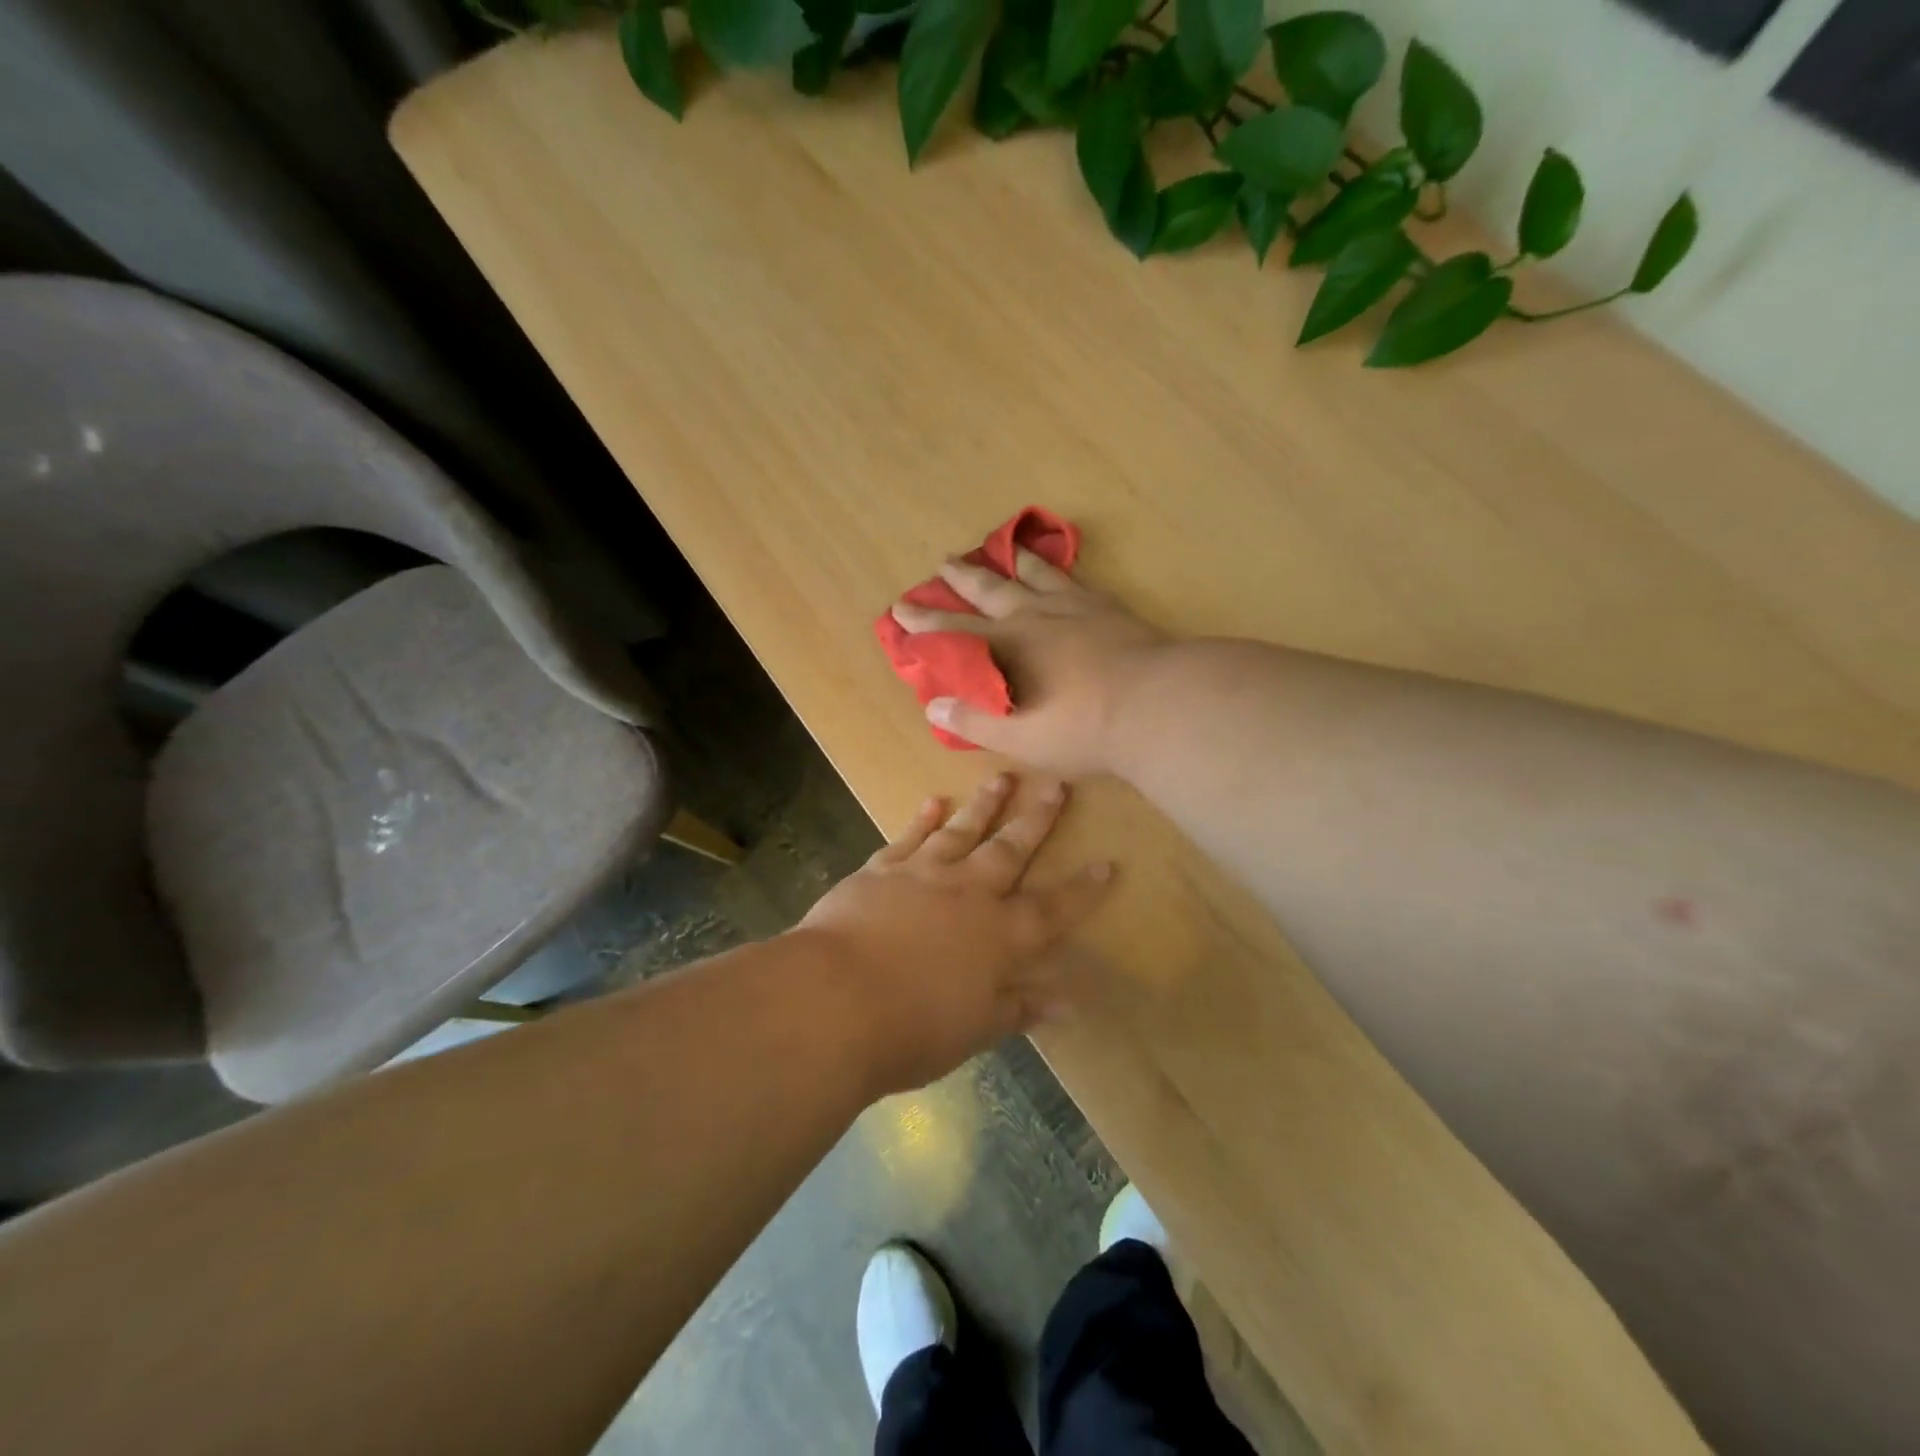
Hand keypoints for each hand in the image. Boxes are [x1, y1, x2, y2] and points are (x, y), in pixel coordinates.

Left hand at [795, 774, 1112, 1094]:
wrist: (835, 1000)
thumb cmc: (912, 1027)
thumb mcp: (975, 1029)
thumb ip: (1019, 1008)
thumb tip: (1066, 1003)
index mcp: (999, 936)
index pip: (1052, 909)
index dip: (1082, 889)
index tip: (1108, 863)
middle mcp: (968, 894)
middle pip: (1011, 850)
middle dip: (1037, 819)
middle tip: (1056, 785)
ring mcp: (923, 875)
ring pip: (962, 831)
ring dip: (984, 805)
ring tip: (1002, 777)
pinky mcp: (881, 870)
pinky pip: (908, 837)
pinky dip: (922, 818)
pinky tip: (933, 800)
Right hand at [889, 549, 1168, 777]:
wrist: (1157, 704)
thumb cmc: (1083, 729)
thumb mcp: (1020, 737)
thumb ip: (975, 720)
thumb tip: (933, 705)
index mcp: (1006, 649)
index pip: (953, 633)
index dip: (924, 623)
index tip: (900, 608)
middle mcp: (1033, 618)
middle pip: (989, 590)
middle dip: (962, 578)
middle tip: (944, 562)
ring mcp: (1073, 607)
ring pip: (1033, 573)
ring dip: (1012, 561)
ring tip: (1003, 547)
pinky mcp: (1108, 606)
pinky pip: (1075, 577)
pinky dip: (1060, 568)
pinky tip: (1061, 568)